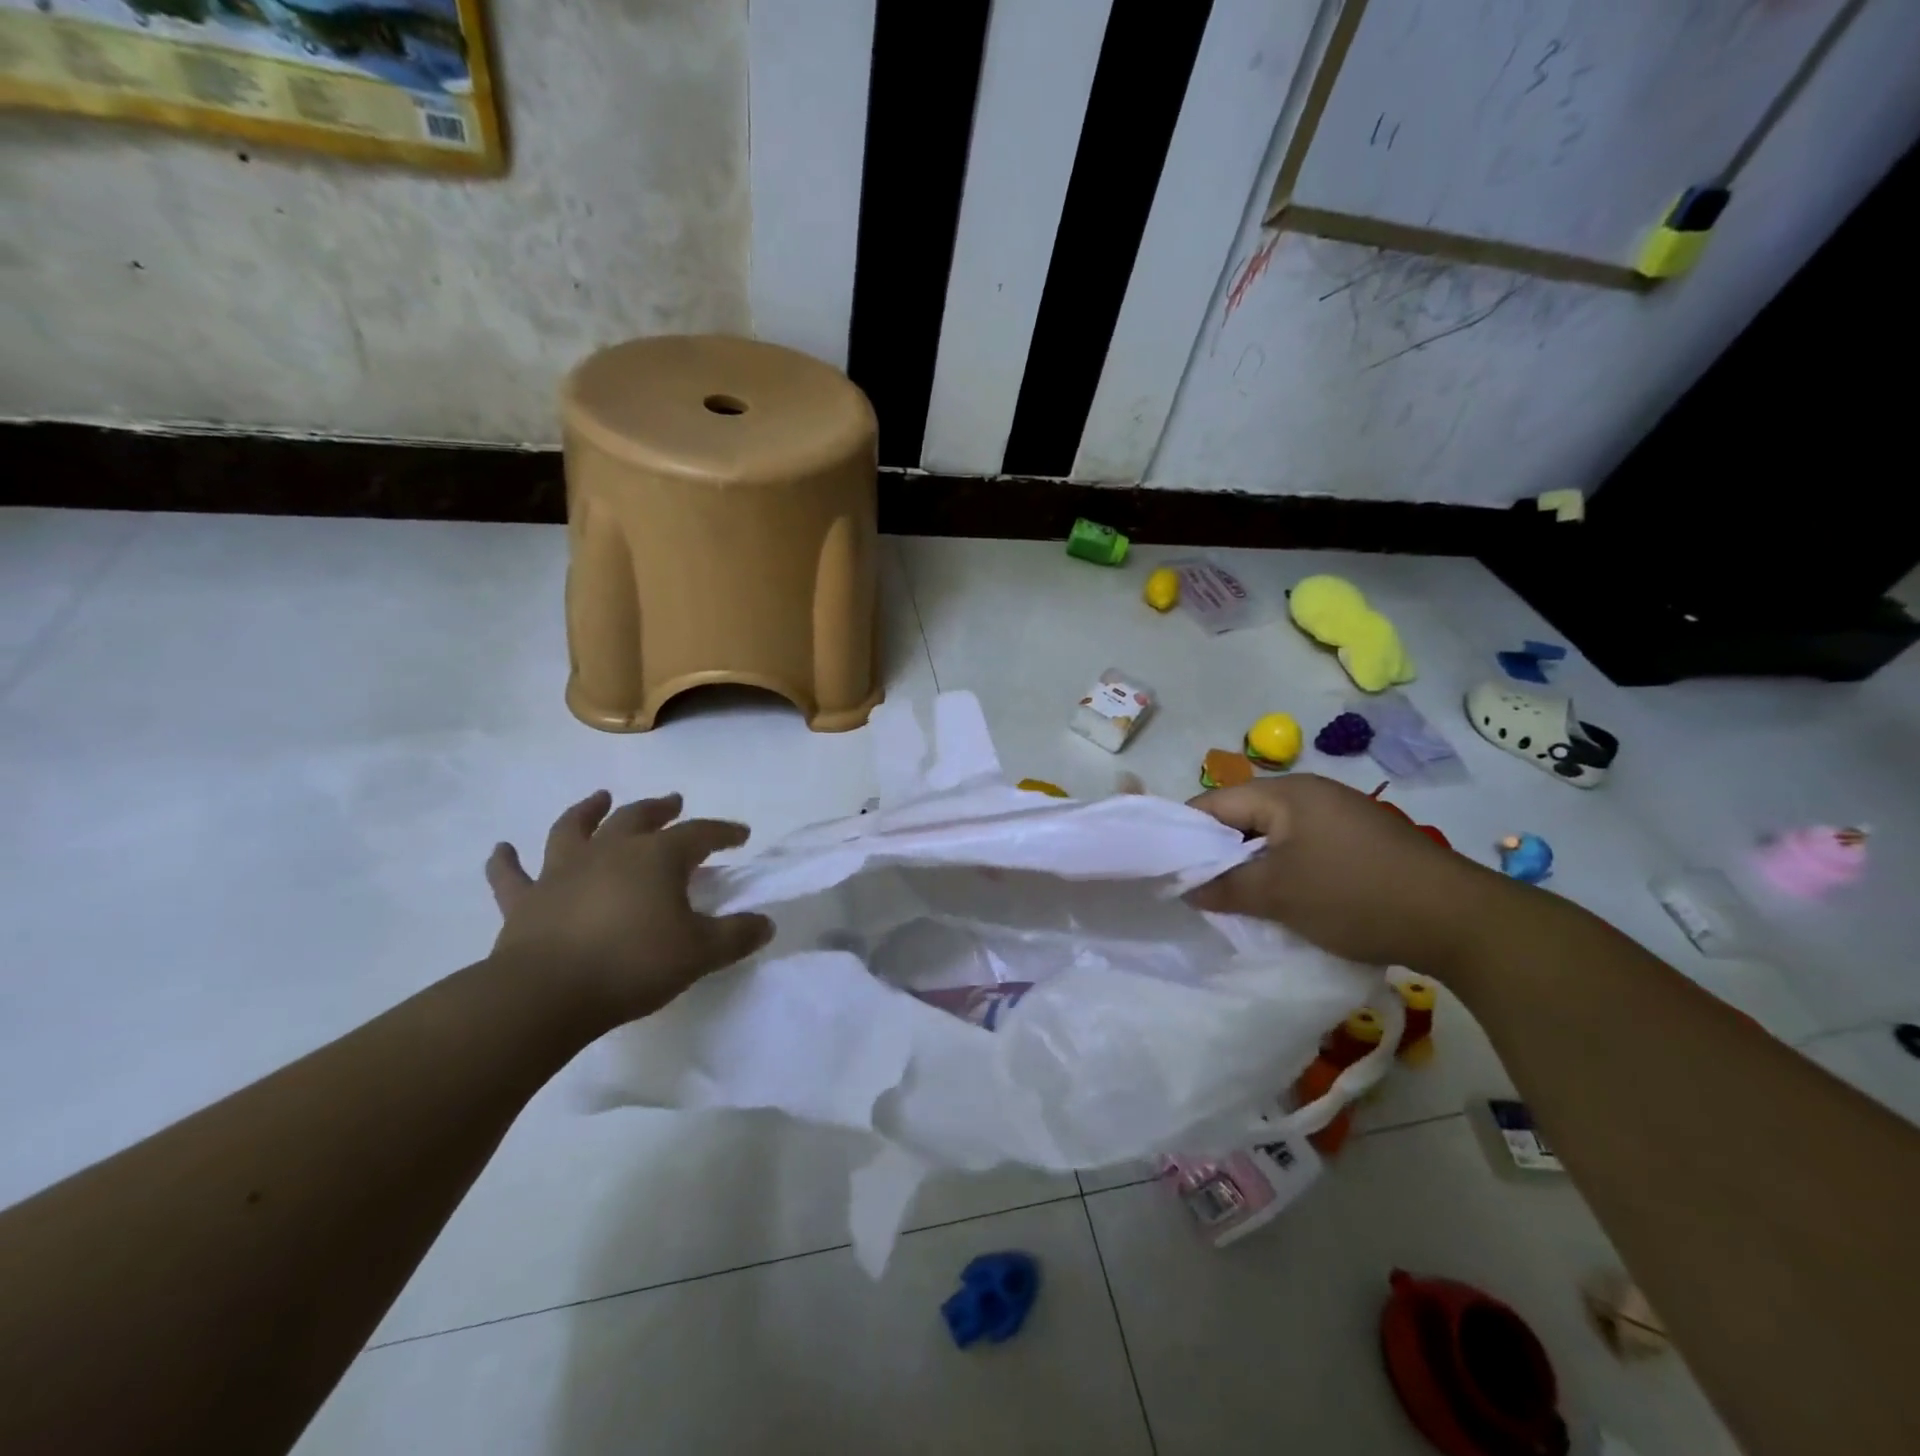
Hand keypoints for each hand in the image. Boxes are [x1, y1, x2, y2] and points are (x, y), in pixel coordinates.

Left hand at [485, 790, 773, 1024]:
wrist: (547, 994)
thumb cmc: (634, 964)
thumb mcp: (701, 953)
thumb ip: (737, 935)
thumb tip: (766, 924)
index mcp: (657, 857)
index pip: (700, 834)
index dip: (723, 831)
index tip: (741, 835)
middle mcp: (610, 851)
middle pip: (638, 817)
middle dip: (661, 808)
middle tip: (674, 802)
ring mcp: (562, 871)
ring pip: (574, 829)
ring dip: (587, 810)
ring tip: (599, 798)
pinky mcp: (525, 900)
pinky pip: (511, 875)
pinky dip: (506, 861)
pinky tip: (502, 849)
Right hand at [1186, 774, 1501, 971]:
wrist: (1460, 921)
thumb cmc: (1355, 896)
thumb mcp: (1277, 894)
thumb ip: (1222, 887)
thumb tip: (1184, 888)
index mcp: (1285, 793)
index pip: (1213, 804)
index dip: (1184, 836)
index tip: (1166, 871)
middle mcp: (1310, 793)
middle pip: (1243, 818)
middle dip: (1218, 854)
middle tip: (1199, 891)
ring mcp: (1340, 815)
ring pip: (1273, 836)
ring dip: (1252, 866)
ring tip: (1236, 901)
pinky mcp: (1361, 840)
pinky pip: (1303, 848)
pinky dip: (1284, 870)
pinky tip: (1283, 900)